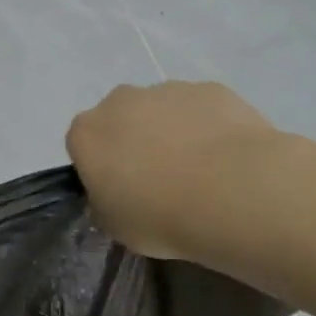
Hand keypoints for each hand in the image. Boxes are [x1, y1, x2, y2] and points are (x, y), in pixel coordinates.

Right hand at [67, 82, 286, 259]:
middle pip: (121, 119)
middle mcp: (120, 101)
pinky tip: (229, 159)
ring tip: (202, 172)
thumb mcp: (115, 226)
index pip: (82, 145)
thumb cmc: (160, 216)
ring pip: (163, 110)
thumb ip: (105, 203)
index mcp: (87, 133)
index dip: (101, 168)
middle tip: (160, 180)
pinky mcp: (210, 89)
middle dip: (135, 141)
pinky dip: (209, 127)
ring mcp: (167, 90)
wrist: (233, 193)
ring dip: (173, 132)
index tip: (121, 191)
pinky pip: (202, 109)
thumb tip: (114, 194)